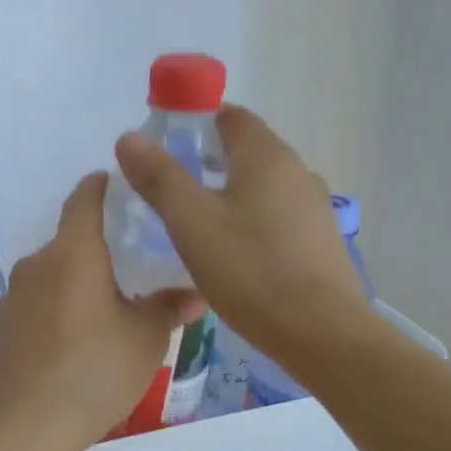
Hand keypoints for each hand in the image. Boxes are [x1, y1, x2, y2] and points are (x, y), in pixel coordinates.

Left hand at [0, 172, 203, 449]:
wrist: (26, 423)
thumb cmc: (95, 369)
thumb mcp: (146, 338)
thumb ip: (168, 308)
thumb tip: (196, 295)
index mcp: (73, 253)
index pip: (84, 200)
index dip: (100, 187)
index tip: (114, 183)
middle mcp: (36, 265)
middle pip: (68, 244)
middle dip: (96, 252)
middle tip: (128, 271)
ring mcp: (11, 298)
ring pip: (50, 279)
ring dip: (74, 286)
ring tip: (102, 316)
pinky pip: (33, 308)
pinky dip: (53, 314)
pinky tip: (70, 347)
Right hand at [113, 105, 368, 367]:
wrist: (321, 334)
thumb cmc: (250, 270)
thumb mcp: (191, 222)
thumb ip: (159, 177)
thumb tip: (128, 137)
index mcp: (267, 156)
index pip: (231, 116)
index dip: (195, 122)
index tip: (163, 145)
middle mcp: (298, 172)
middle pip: (247, 151)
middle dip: (207, 160)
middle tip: (168, 188)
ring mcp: (314, 209)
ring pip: (261, 188)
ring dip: (228, 194)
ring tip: (193, 224)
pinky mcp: (319, 243)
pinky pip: (275, 218)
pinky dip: (249, 222)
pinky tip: (230, 255)